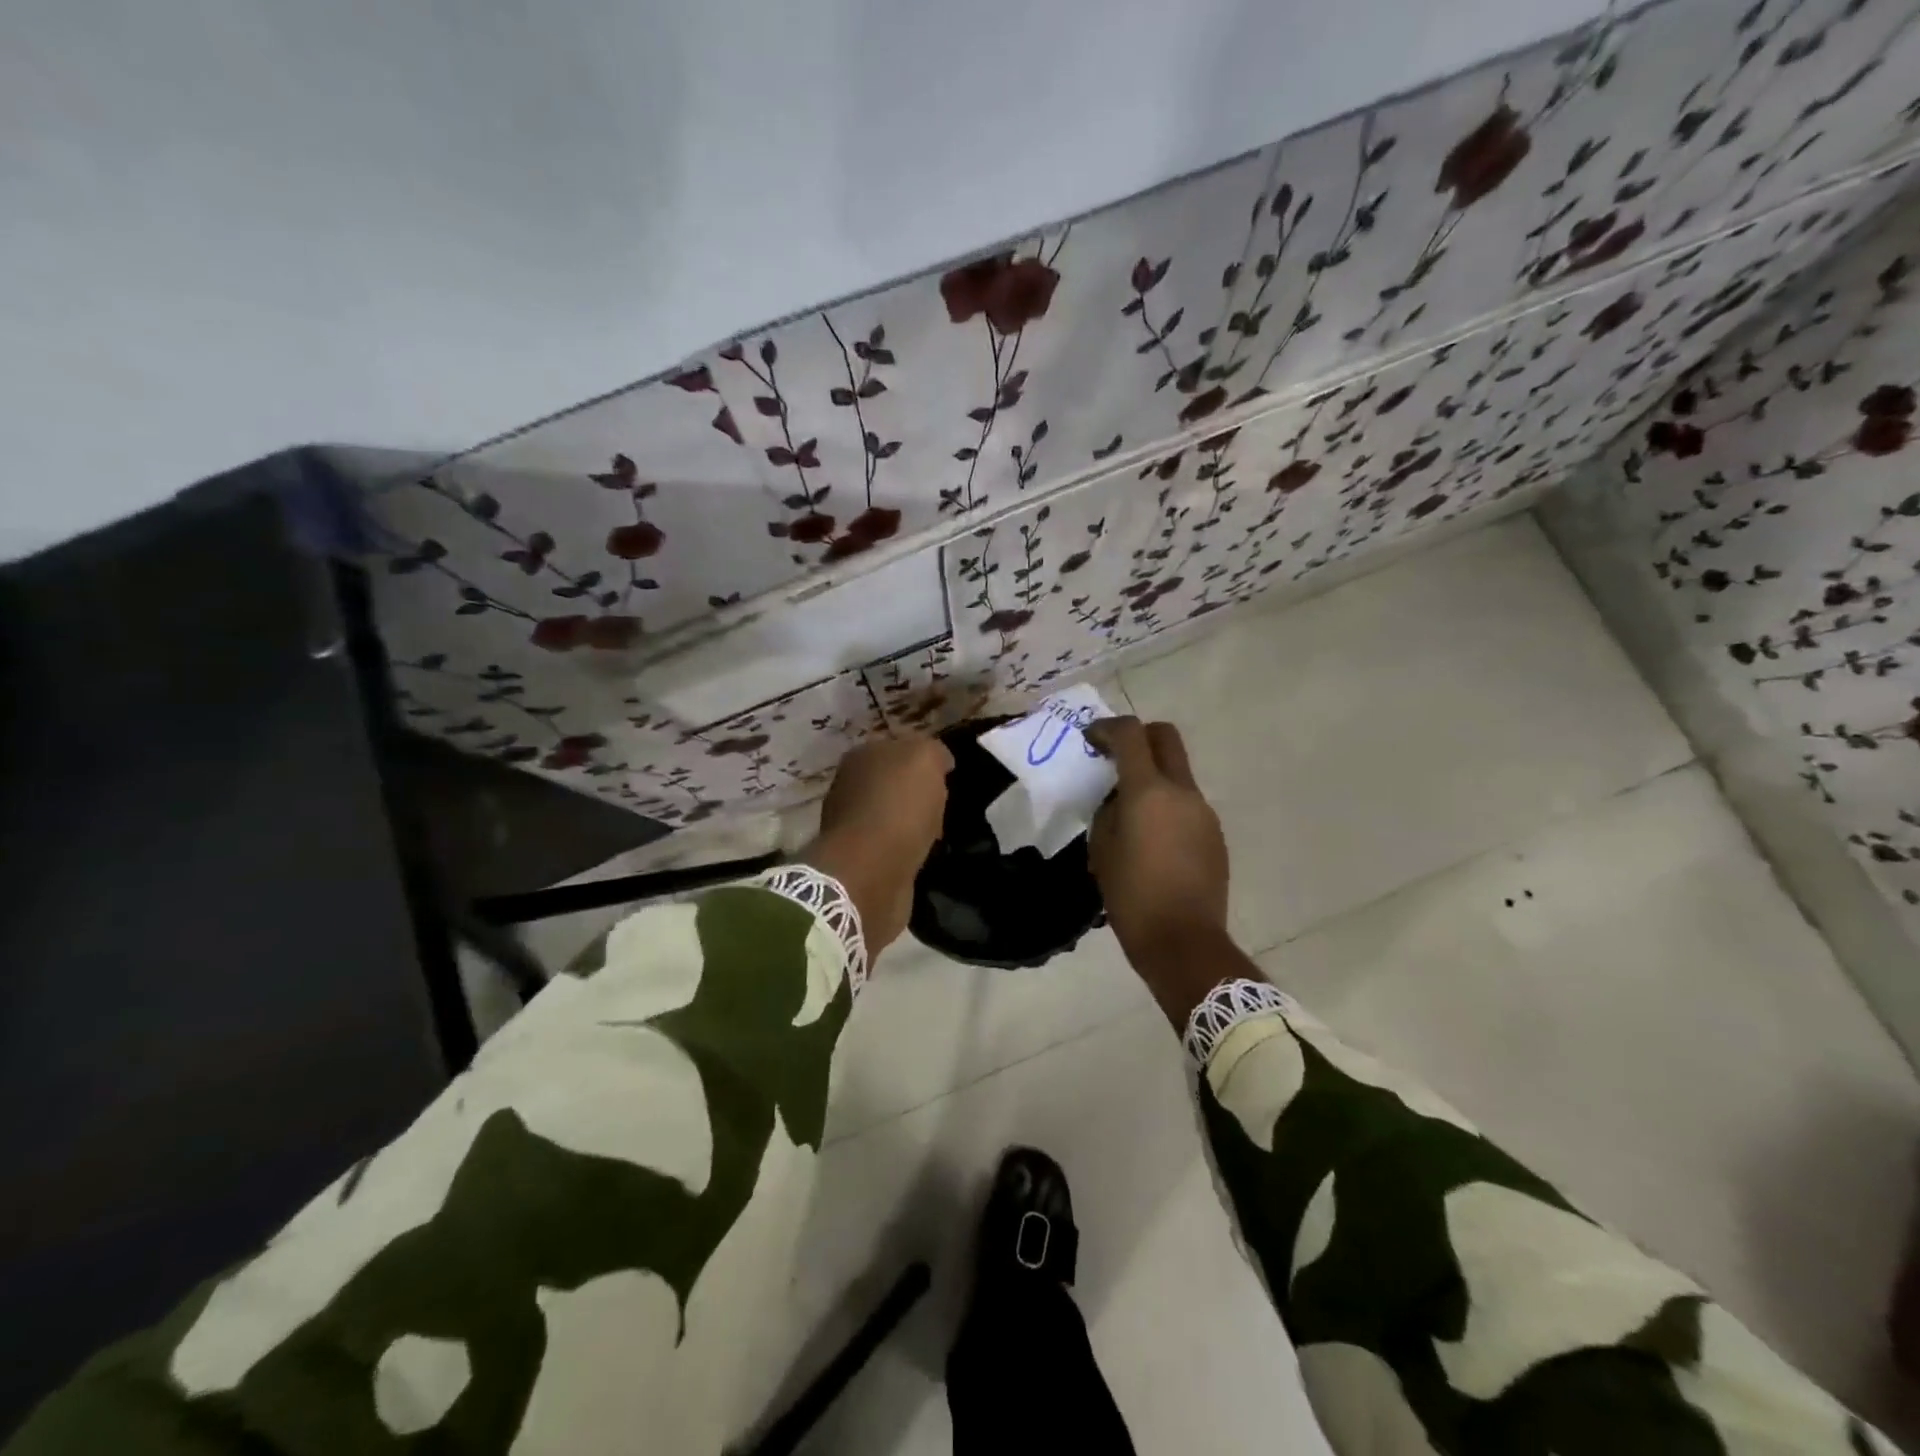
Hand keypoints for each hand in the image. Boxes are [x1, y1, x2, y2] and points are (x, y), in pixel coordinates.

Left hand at [800, 734, 953, 954]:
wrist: (871, 872)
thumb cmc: (899, 807)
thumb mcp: (925, 758)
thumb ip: (933, 751)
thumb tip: (940, 760)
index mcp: (862, 755)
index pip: (899, 748)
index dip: (925, 760)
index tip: (948, 776)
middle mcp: (851, 785)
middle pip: (894, 782)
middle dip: (919, 793)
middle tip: (945, 805)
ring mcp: (852, 824)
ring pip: (894, 814)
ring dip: (914, 823)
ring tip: (939, 833)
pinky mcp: (861, 858)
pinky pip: (893, 845)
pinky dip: (908, 848)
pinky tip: (925, 854)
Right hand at [1084, 717, 1234, 1016]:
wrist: (1183, 941)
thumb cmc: (1131, 895)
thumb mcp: (1102, 849)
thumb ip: (1108, 811)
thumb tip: (1118, 799)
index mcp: (1149, 791)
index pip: (1130, 734)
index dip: (1107, 728)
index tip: (1090, 739)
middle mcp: (1182, 792)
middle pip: (1165, 737)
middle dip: (1139, 736)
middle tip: (1115, 757)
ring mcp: (1204, 812)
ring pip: (1178, 774)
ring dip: (1153, 777)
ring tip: (1130, 813)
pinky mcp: (1214, 835)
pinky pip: (1186, 805)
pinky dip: (1167, 806)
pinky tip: (1152, 840)